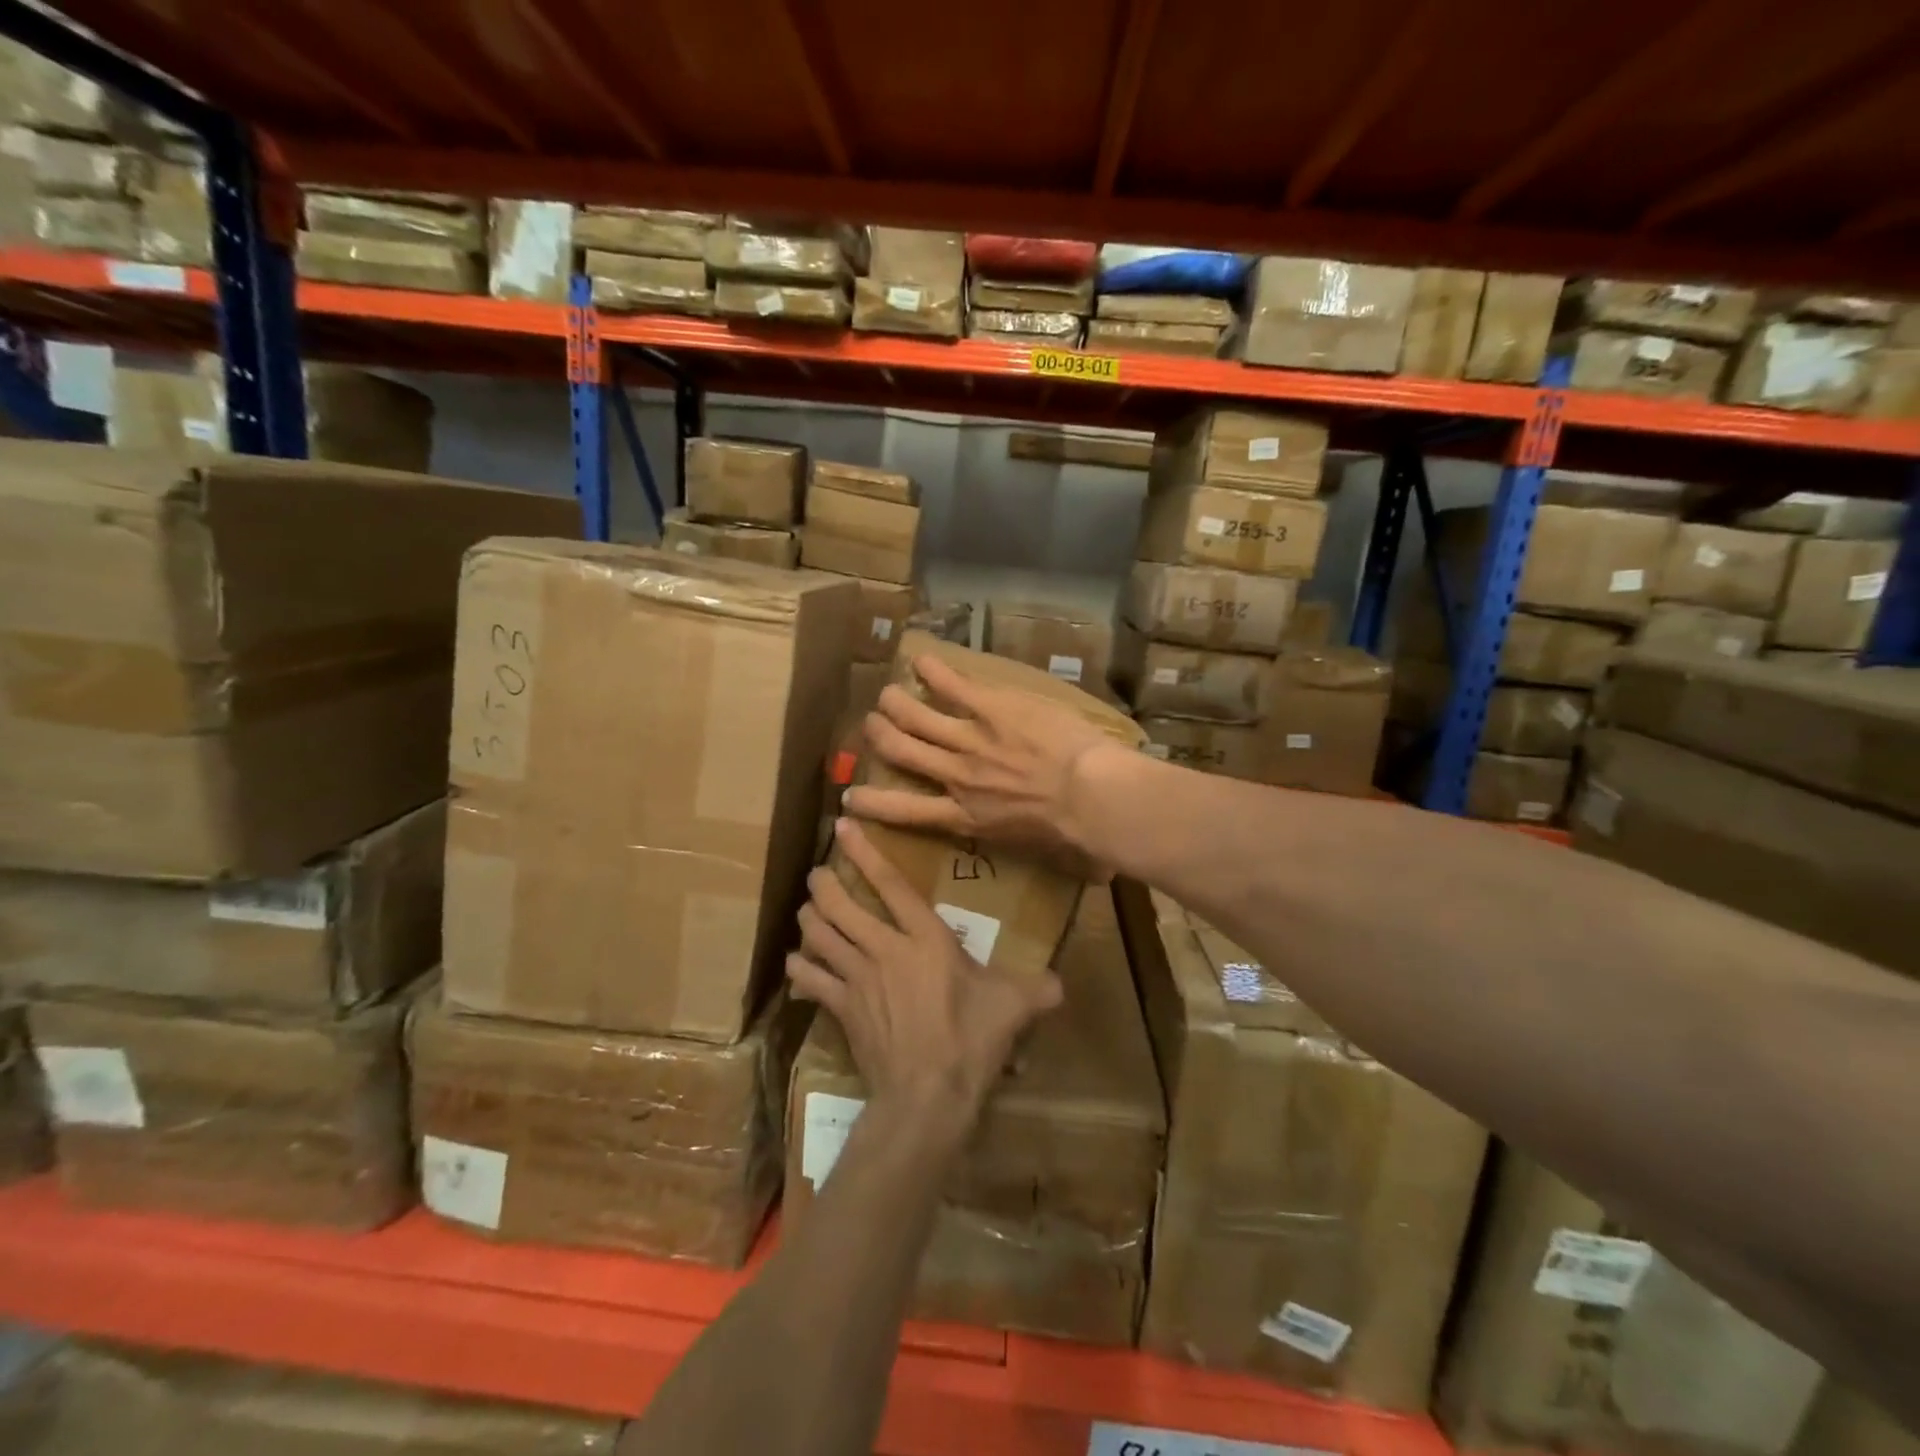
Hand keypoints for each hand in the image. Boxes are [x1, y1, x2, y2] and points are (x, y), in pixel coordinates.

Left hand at [788, 820, 1062, 1138]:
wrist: (928, 1094)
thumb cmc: (971, 1040)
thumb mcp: (1013, 1007)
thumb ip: (1037, 988)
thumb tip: (1060, 984)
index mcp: (926, 938)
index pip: (891, 885)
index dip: (865, 853)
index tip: (843, 827)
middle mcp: (885, 948)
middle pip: (841, 905)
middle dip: (824, 885)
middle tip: (817, 874)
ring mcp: (858, 978)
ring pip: (820, 936)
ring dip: (809, 919)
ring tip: (806, 909)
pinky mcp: (843, 1009)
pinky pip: (811, 979)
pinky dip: (801, 967)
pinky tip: (796, 963)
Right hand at [845, 654, 1126, 859]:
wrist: (1089, 797)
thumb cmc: (1069, 831)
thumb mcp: (1030, 848)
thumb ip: (1009, 835)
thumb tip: (1017, 838)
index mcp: (964, 817)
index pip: (903, 811)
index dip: (871, 802)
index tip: (850, 797)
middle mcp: (956, 777)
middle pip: (900, 752)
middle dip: (879, 736)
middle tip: (872, 725)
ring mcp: (970, 740)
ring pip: (915, 717)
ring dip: (895, 703)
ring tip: (887, 694)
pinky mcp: (991, 709)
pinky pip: (952, 685)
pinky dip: (933, 671)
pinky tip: (921, 658)